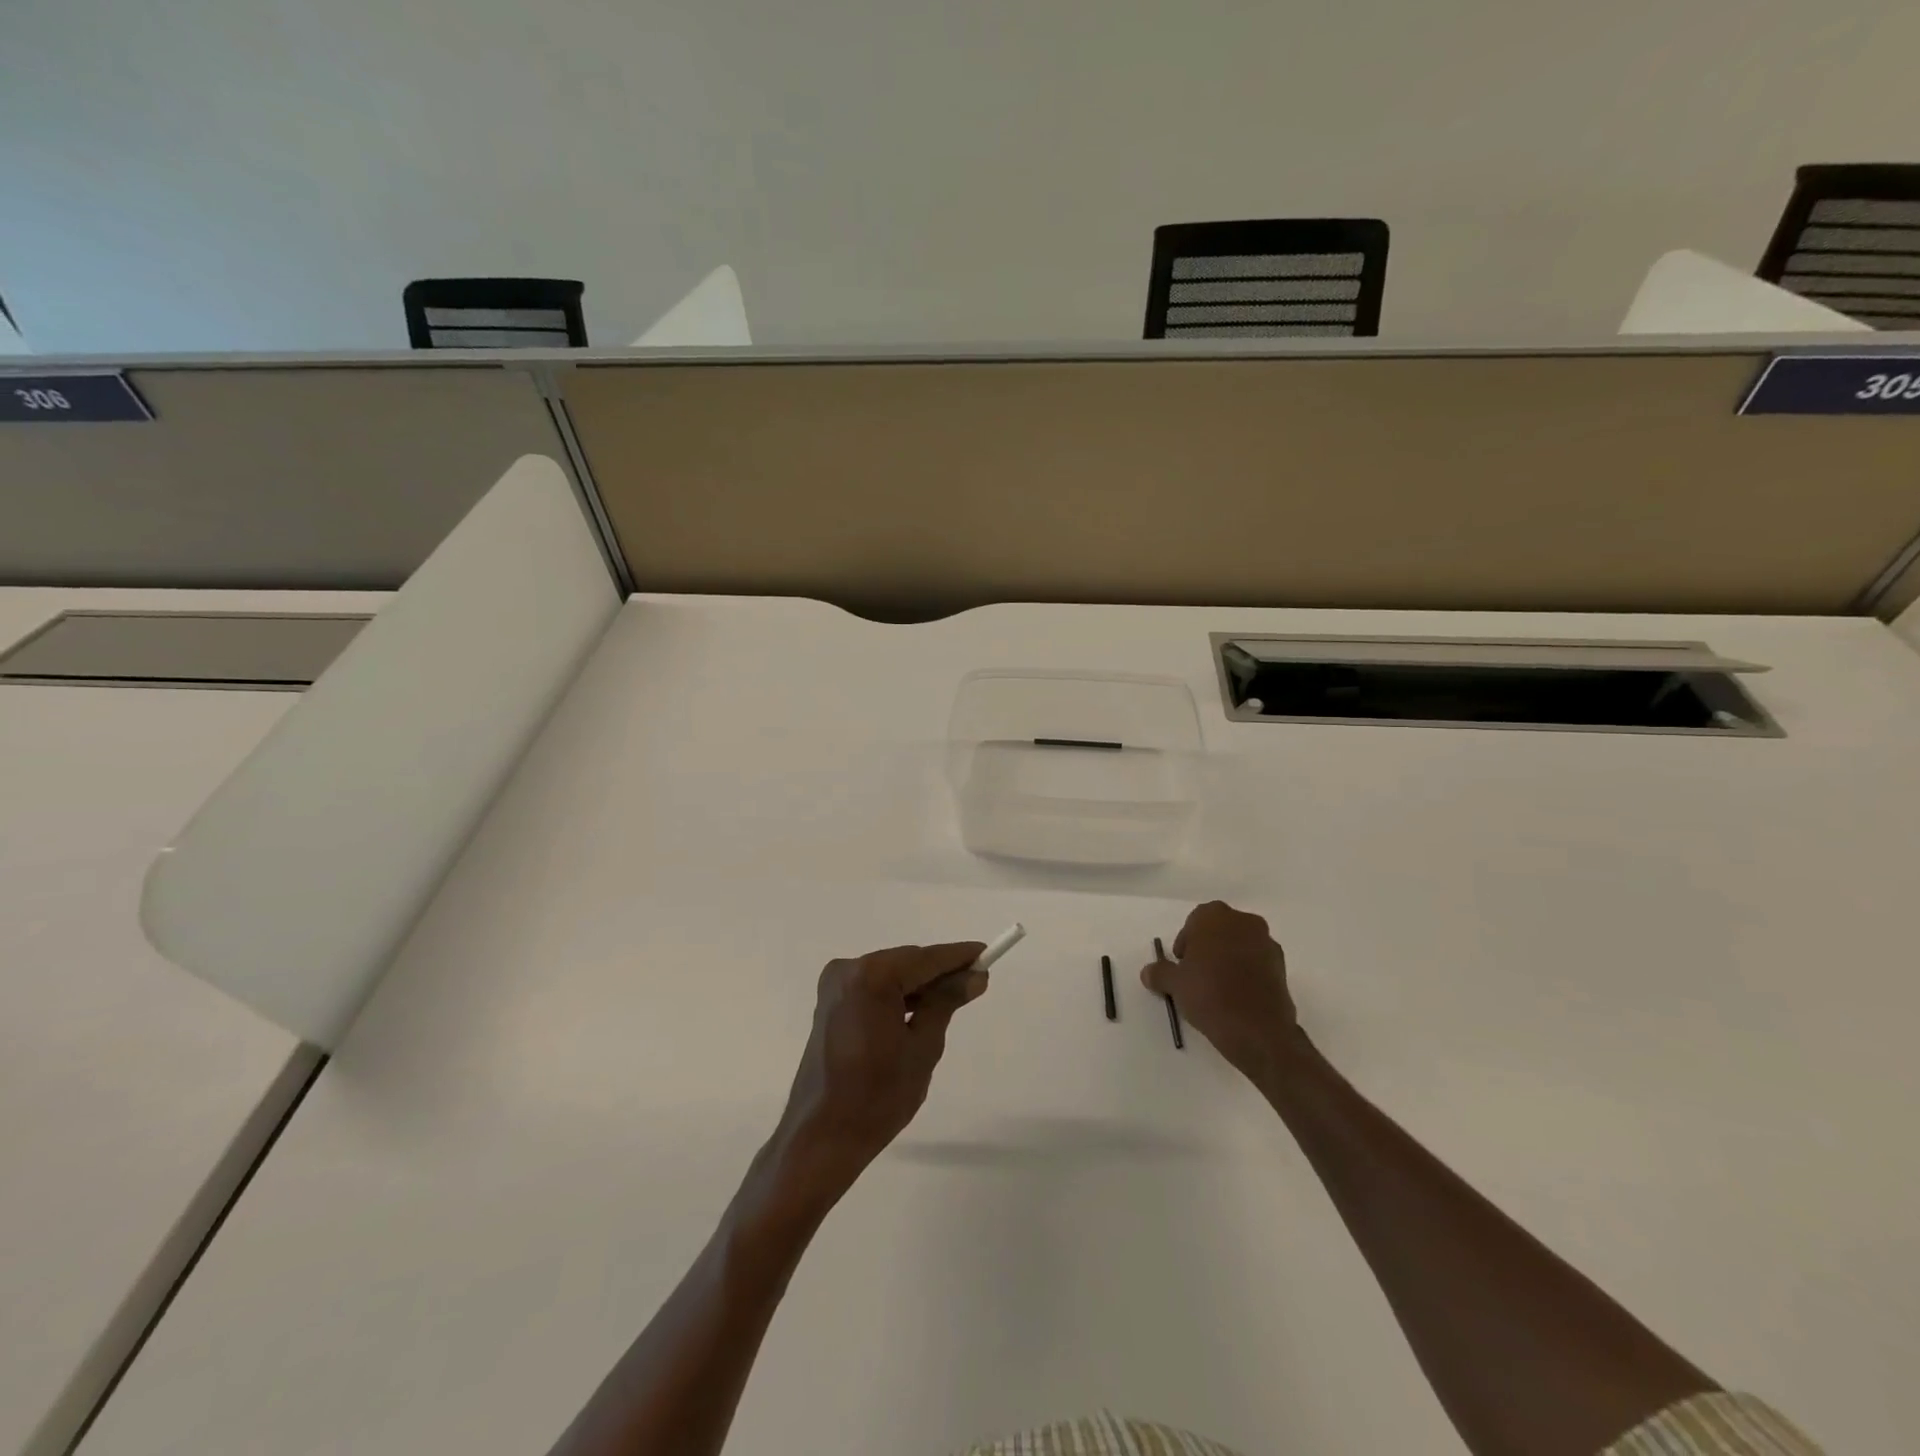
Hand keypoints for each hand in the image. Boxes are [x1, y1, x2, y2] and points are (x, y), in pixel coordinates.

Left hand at [772, 942, 988, 1195]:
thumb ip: (946, 1002)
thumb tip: (973, 976)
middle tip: (975, 982)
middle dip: (939, 972)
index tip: (986, 954)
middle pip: (907, 963)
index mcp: (872, 976)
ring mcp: (835, 986)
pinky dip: (897, 996)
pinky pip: (874, 989)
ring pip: (891, 975)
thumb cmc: (878, 1096)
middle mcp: (849, 970)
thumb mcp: (923, 1047)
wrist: (822, 1137)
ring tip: (953, 1000)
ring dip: (919, 986)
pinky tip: (920, 1010)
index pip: (926, 958)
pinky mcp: (830, 1003)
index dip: (959, 956)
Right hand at [1144, 901, 1299, 1083]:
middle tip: (1197, 975)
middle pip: (1219, 930)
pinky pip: (1257, 962)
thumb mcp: (1175, 984)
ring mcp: (1267, 943)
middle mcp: (1243, 921)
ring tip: (1218, 988)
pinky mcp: (1282, 966)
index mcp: (1214, 916)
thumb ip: (1159, 973)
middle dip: (1208, 947)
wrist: (1258, 1030)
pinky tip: (1238, 996)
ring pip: (1240, 945)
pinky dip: (1247, 973)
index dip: (1186, 943)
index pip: (1194, 922)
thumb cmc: (1209, 995)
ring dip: (1229, 959)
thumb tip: (1148, 972)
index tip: (1182, 965)